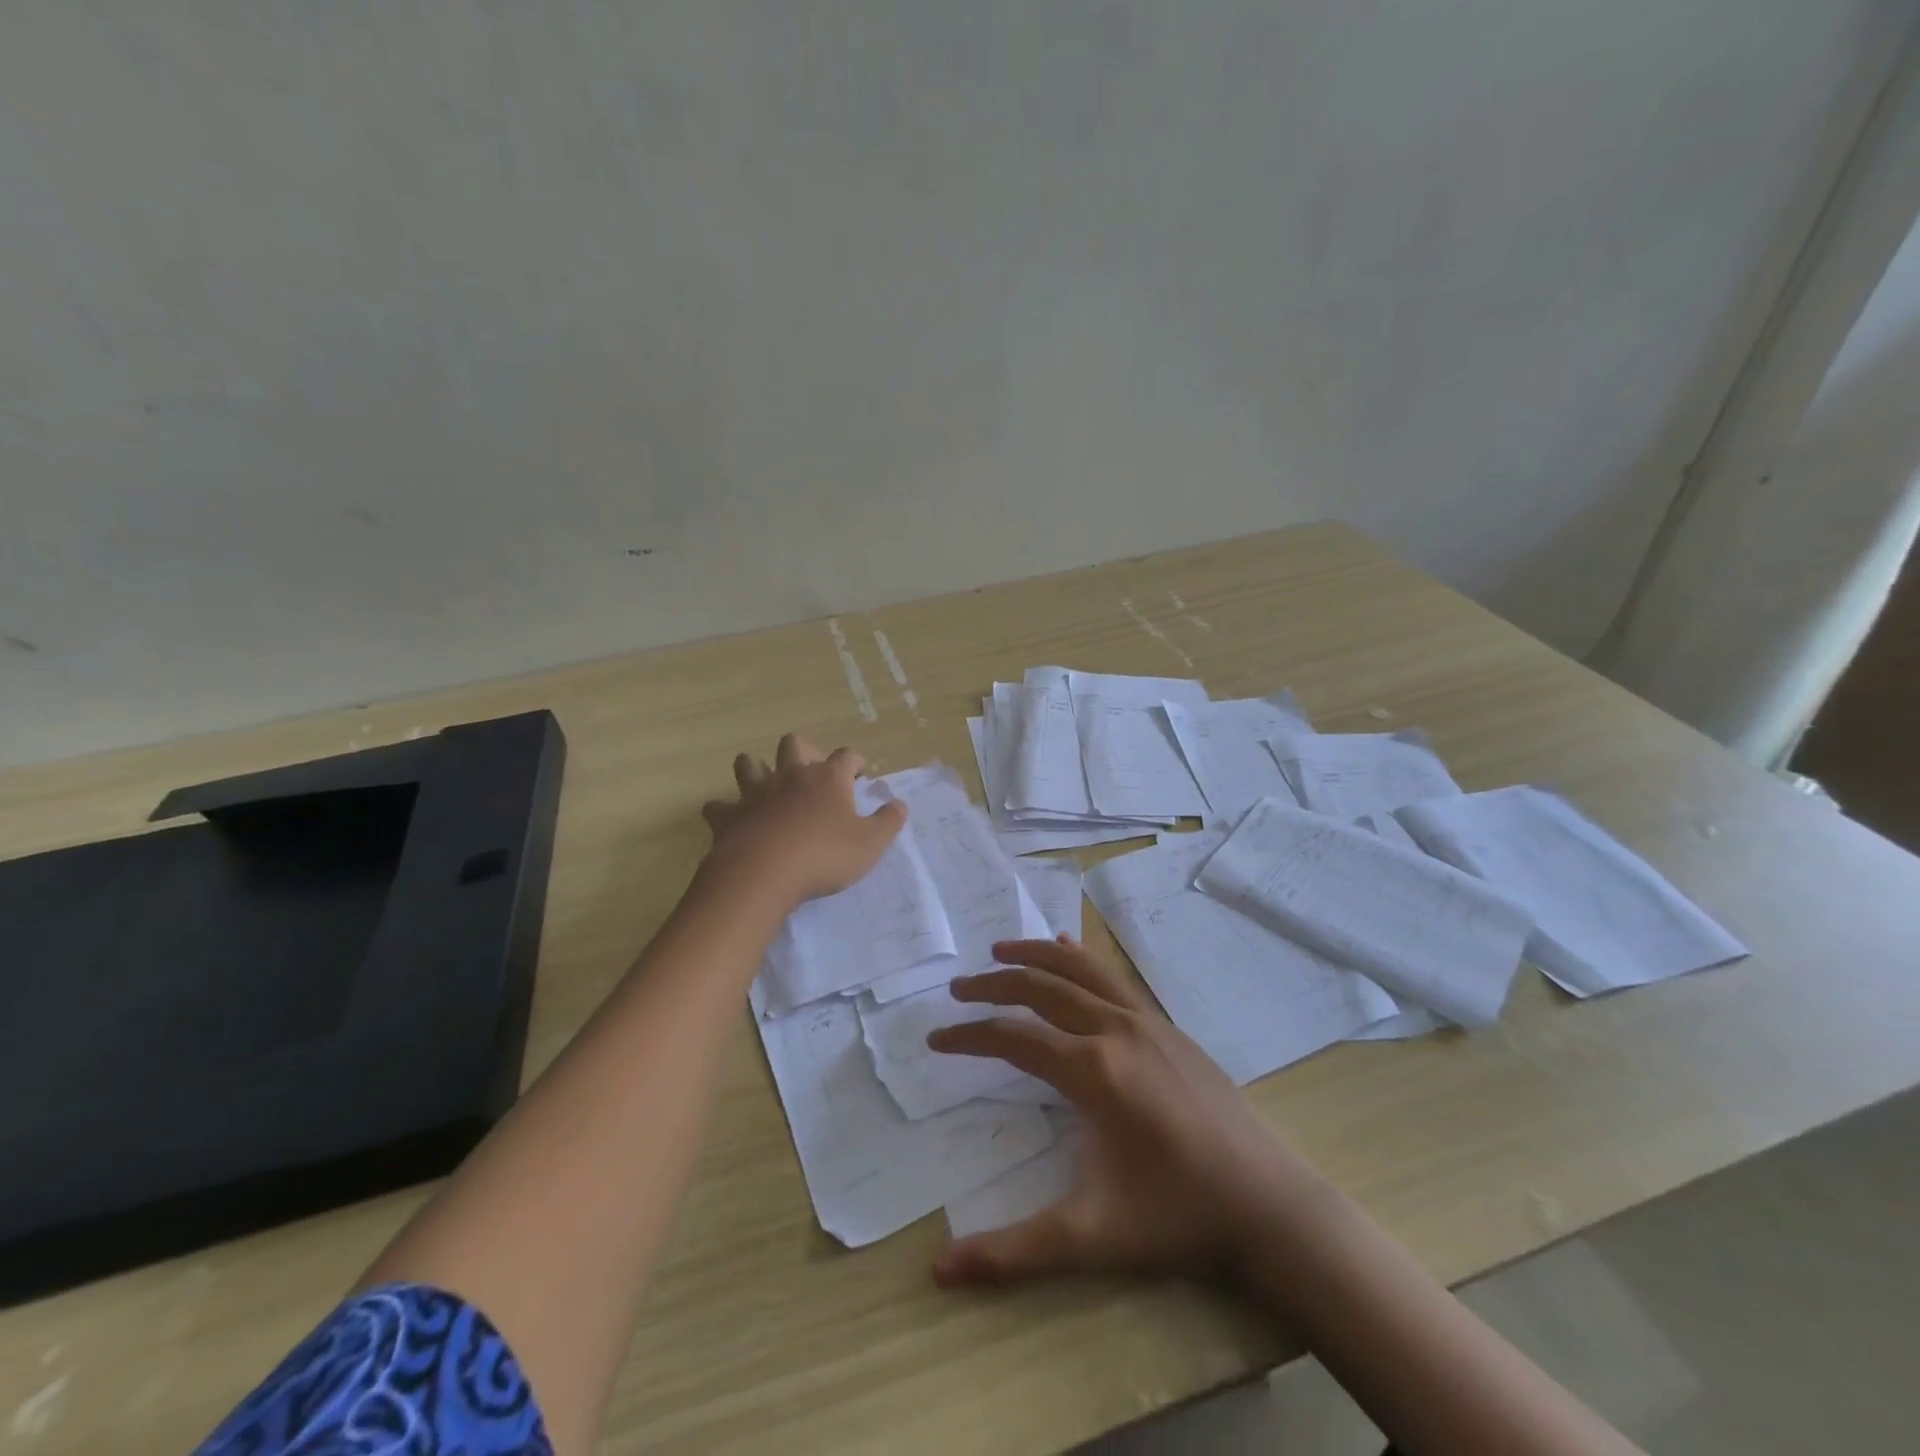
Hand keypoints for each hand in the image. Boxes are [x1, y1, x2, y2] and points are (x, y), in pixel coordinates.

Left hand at [701, 734, 906, 905]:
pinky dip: (724, 810)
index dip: (855, 762)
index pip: (846, 756)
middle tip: (813, 773)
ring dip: (756, 769)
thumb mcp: (870, 844)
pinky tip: (731, 820)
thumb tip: (899, 805)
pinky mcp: (729, 816)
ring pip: (749, 763)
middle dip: (804, 751)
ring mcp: (756, 793)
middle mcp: (791, 776)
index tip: (859, 774)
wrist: (764, 874)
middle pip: (794, 743)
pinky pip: (718, 806)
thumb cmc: (825, 856)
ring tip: (765, 784)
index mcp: (828, 778)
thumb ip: (888, 822)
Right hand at [927, 938, 1321, 1286]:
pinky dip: (1082, 960)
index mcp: (1092, 1071)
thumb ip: (1012, 1252)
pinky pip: (1114, 980)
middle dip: (993, 984)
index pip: (1013, 1037)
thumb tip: (939, 1272)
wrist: (1268, 1207)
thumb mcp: (1090, 1238)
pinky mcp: (1169, 1028)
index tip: (936, 1040)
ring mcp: (1147, 1022)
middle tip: (957, 987)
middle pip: (1041, 987)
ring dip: (1036, 954)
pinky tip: (1071, 949)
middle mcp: (1115, 1030)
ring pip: (1081, 969)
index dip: (969, 1036)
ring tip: (1000, 950)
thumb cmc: (1176, 1219)